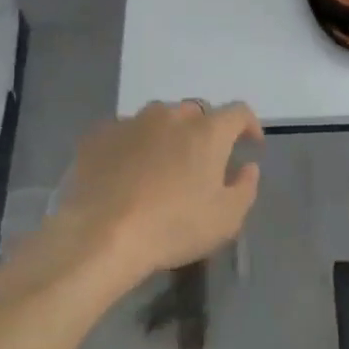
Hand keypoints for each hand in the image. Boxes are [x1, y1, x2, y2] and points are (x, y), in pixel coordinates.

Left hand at [54, 101, 262, 280]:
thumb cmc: (173, 227)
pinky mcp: (98, 136)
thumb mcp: (226, 218)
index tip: (250, 144)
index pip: (238, 112)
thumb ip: (245, 187)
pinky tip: (126, 169)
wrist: (101, 236)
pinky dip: (133, 144)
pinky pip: (124, 132)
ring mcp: (131, 122)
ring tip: (162, 163)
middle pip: (196, 113)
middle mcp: (170, 116)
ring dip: (167, 134)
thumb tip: (247, 167)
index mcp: (207, 131)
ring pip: (158, 118)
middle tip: (202, 161)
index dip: (249, 125)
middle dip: (205, 131)